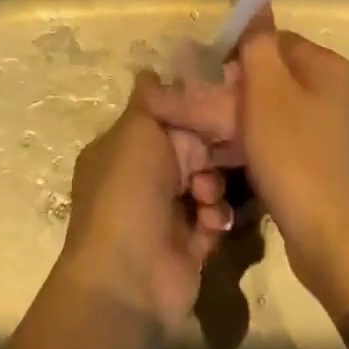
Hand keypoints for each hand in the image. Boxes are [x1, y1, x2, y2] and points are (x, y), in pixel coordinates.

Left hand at [60, 73, 233, 329]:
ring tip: (206, 197)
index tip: (223, 104)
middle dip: (209, 152)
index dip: (192, 113)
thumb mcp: (136, 131)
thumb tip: (149, 69)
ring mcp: (165, 214)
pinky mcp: (189, 244)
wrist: (129, 278)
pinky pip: (214, 217)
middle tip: (225, 152)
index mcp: (123, 149)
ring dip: (213, 186)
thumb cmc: (129, 192)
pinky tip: (211, 223)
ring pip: (207, 182)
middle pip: (191, 150)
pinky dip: (216, 217)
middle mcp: (142, 178)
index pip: (165, 119)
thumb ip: (152, 100)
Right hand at [147, 0, 348, 317]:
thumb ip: (256, 38)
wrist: (340, 245)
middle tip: (209, 125)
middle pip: (275, 80)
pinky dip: (264, 153)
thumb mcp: (267, 92)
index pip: (275, 42)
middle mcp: (340, 94)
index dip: (238, 60)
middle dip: (238, 99)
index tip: (211, 88)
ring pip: (278, 116)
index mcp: (329, 68)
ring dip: (245, 129)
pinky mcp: (331, 169)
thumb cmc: (298, 159)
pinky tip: (243, 173)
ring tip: (218, 154)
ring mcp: (339, 135)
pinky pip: (289, 146)